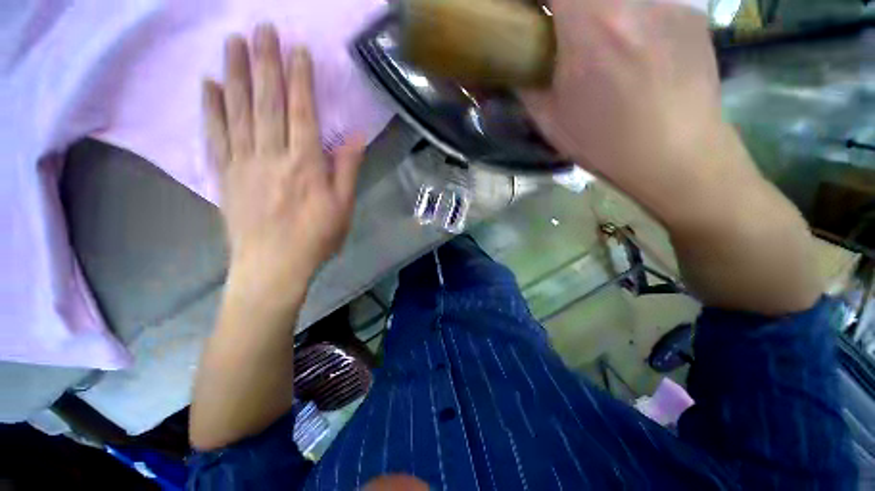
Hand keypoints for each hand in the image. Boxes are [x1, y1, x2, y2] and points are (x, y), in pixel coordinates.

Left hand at [203, 25, 363, 303]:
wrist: (273, 265)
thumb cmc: (316, 237)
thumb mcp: (343, 207)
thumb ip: (346, 169)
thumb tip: (354, 136)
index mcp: (305, 165)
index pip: (302, 112)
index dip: (300, 79)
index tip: (297, 50)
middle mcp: (271, 155)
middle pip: (267, 102)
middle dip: (264, 63)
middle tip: (260, 28)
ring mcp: (243, 162)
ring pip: (238, 111)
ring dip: (235, 73)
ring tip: (232, 42)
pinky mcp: (225, 174)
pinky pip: (216, 134)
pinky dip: (212, 107)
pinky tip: (210, 85)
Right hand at [524, 0, 726, 213]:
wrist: (675, 156)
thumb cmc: (605, 144)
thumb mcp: (551, 120)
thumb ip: (528, 83)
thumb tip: (515, 63)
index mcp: (591, 28)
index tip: (534, 12)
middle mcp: (632, 0)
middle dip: (570, 6)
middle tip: (565, 28)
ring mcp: (668, 1)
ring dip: (602, 12)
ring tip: (603, 42)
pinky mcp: (691, 11)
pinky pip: (650, 0)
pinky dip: (633, 16)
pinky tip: (636, 47)